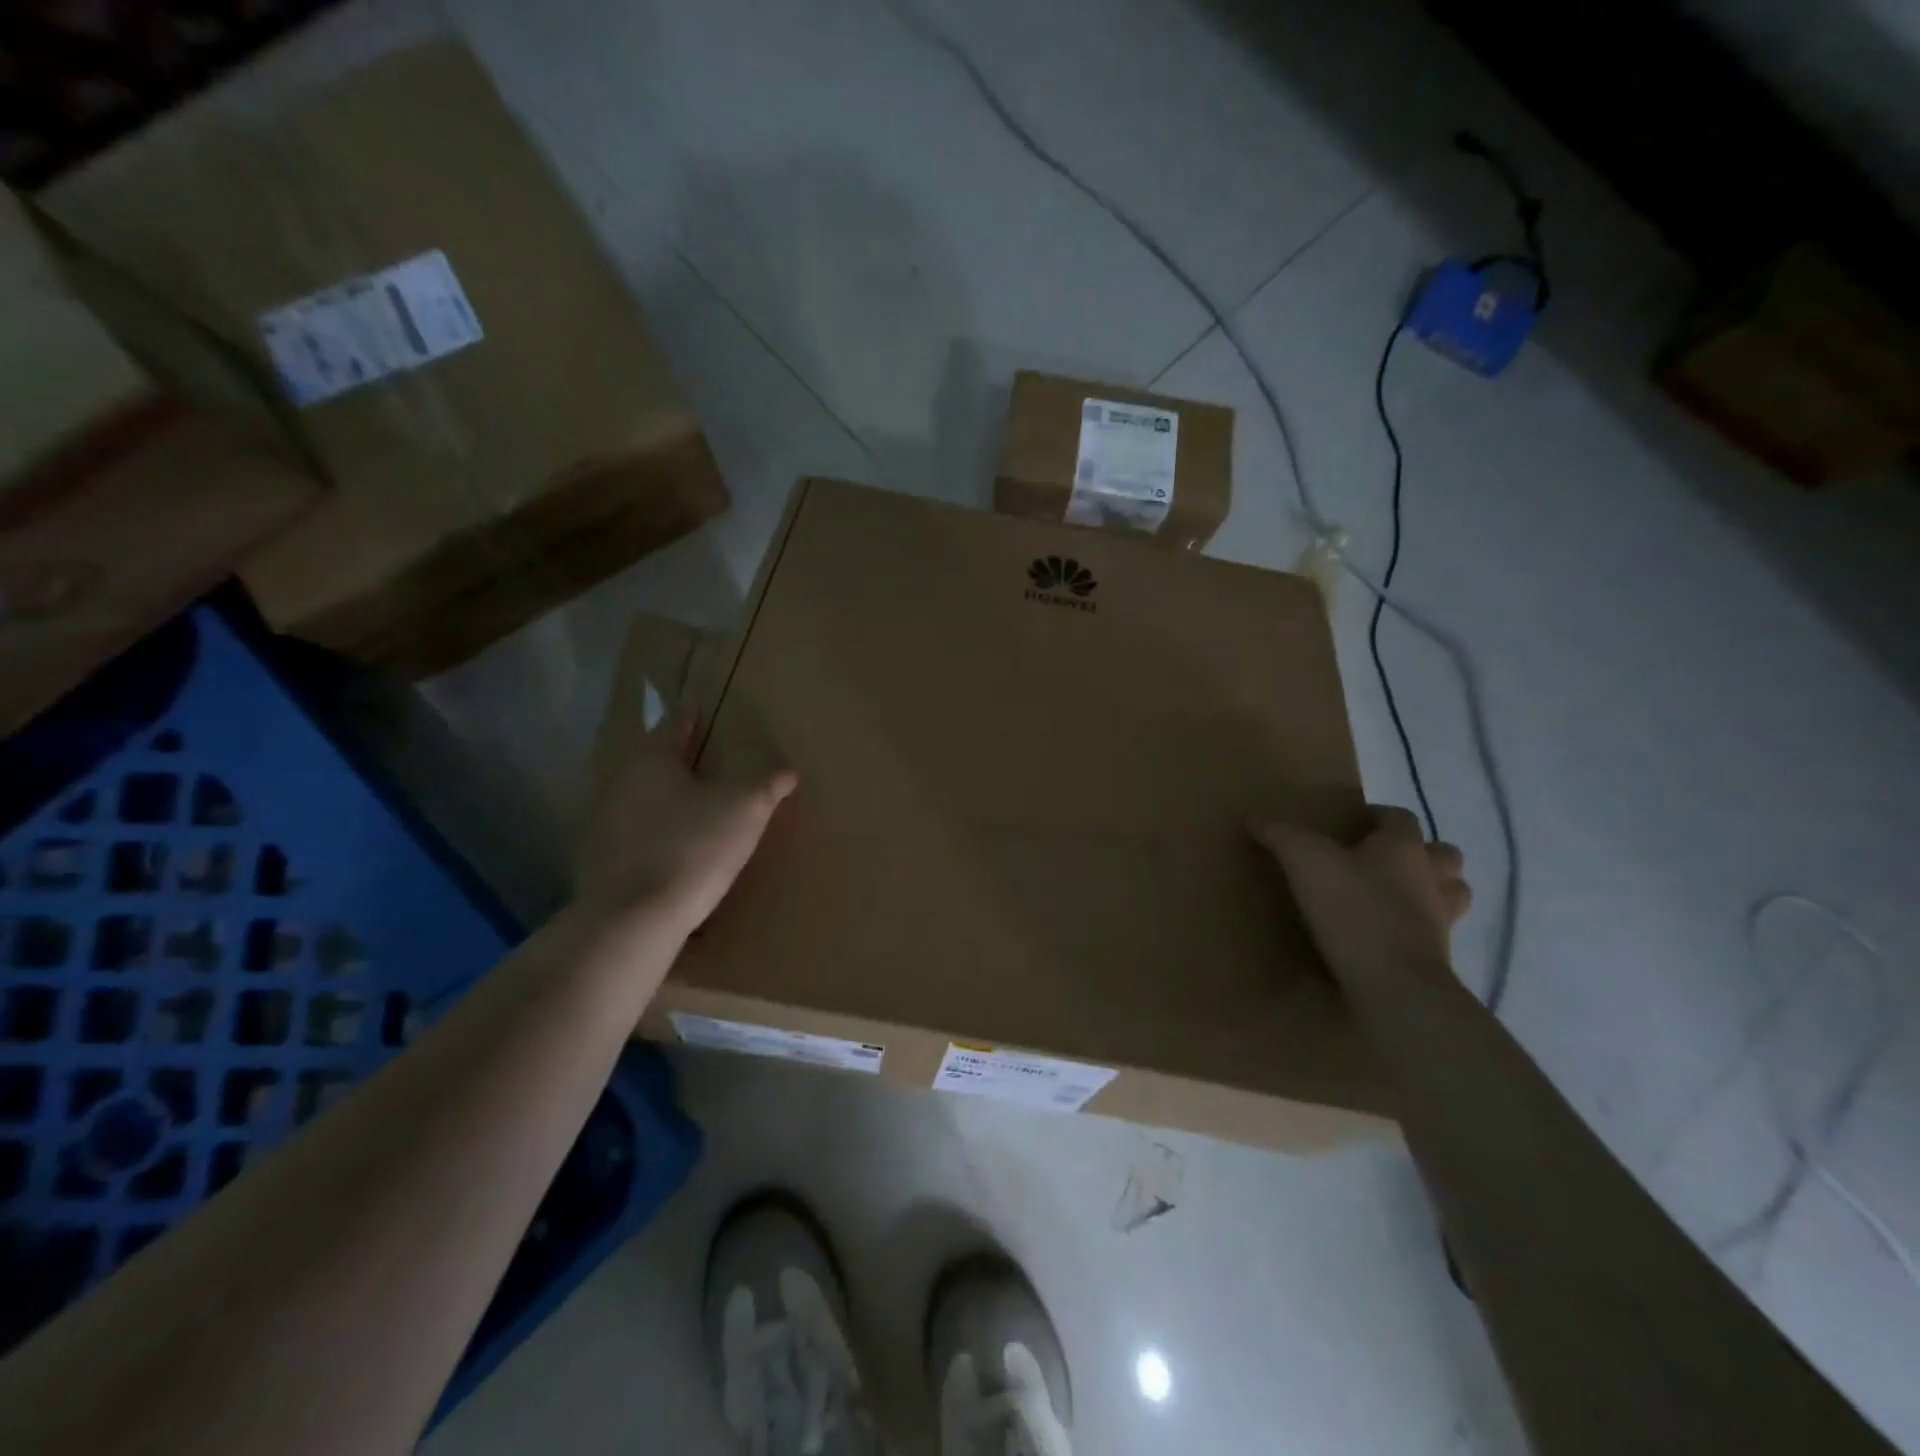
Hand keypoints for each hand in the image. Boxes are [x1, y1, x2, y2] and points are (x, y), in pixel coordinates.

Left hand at [577, 713, 796, 934]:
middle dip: (678, 761)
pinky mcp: (599, 863)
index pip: (673, 726)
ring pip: (642, 801)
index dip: (689, 717)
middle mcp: (621, 785)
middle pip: (654, 764)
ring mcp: (604, 826)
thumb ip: (768, 783)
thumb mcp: (746, 809)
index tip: (697, 709)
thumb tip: (787, 769)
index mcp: (652, 762)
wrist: (632, 920)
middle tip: (704, 760)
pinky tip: (674, 852)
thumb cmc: (693, 848)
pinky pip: (634, 837)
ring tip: (693, 809)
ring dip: (665, 801)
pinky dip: (654, 836)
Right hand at [1250, 805, 1469, 984]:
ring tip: (1394, 897)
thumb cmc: (1354, 909)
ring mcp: (1441, 921)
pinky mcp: (1438, 958)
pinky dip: (1418, 930)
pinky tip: (1388, 936)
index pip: (1401, 818)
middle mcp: (1432, 878)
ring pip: (1450, 895)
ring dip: (1430, 891)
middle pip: (1443, 855)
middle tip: (1381, 860)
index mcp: (1404, 848)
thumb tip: (1256, 817)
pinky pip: (1435, 935)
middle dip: (1419, 853)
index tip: (1354, 822)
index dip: (1379, 815)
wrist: (1395, 984)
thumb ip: (1281, 835)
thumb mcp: (1305, 862)